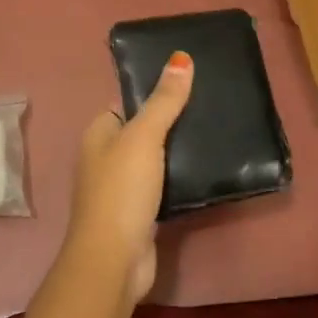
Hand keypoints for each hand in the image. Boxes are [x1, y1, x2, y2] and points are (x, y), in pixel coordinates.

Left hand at [61, 52, 193, 304]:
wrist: (114, 260)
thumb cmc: (122, 191)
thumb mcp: (143, 137)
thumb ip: (164, 100)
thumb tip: (180, 58)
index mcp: (99, 133)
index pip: (127, 101)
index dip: (155, 90)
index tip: (192, 79)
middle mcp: (107, 157)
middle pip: (144, 129)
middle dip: (173, 120)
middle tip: (212, 104)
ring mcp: (123, 187)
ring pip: (156, 158)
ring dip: (180, 150)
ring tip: (217, 130)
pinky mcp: (141, 212)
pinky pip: (164, 185)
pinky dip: (181, 177)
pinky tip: (208, 168)